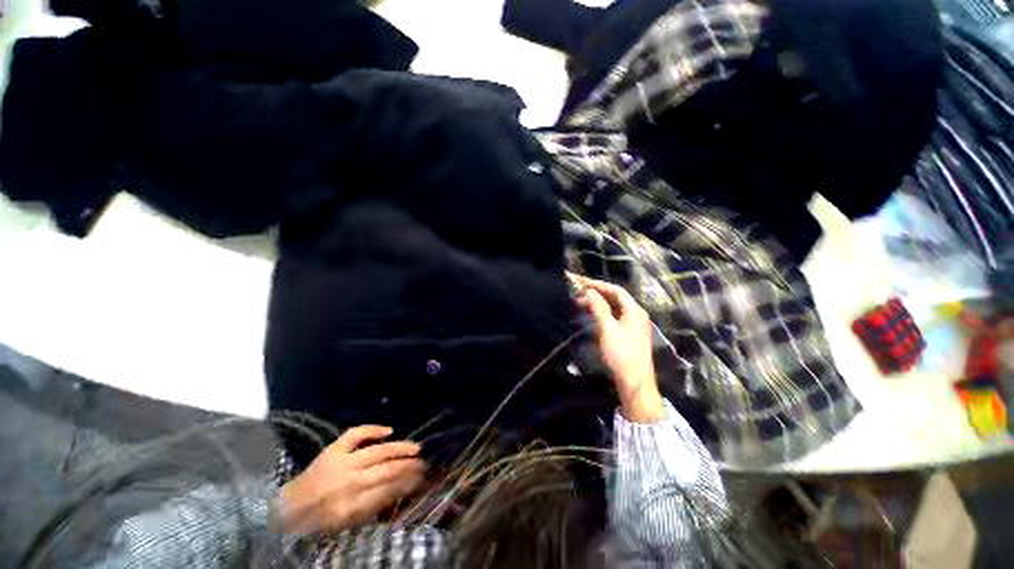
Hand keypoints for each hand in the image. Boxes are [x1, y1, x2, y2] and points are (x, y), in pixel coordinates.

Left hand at [279, 425, 425, 532]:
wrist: (288, 510)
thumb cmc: (320, 521)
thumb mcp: (349, 523)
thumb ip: (375, 507)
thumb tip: (401, 491)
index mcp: (354, 506)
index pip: (391, 490)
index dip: (409, 483)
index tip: (423, 478)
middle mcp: (351, 482)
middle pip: (388, 470)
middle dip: (410, 466)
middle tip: (425, 463)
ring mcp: (342, 462)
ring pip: (378, 452)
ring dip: (400, 449)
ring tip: (416, 448)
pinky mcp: (333, 450)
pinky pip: (356, 434)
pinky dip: (373, 430)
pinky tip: (389, 430)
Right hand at [571, 274, 663, 422]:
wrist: (634, 382)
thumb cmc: (621, 354)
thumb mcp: (607, 329)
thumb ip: (598, 307)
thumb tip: (589, 291)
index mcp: (634, 310)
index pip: (615, 290)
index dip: (597, 284)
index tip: (581, 282)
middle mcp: (636, 314)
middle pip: (615, 297)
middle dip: (596, 292)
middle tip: (577, 291)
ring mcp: (633, 324)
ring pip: (613, 307)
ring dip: (597, 303)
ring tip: (579, 302)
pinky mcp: (629, 333)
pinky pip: (614, 316)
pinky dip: (601, 312)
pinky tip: (590, 314)